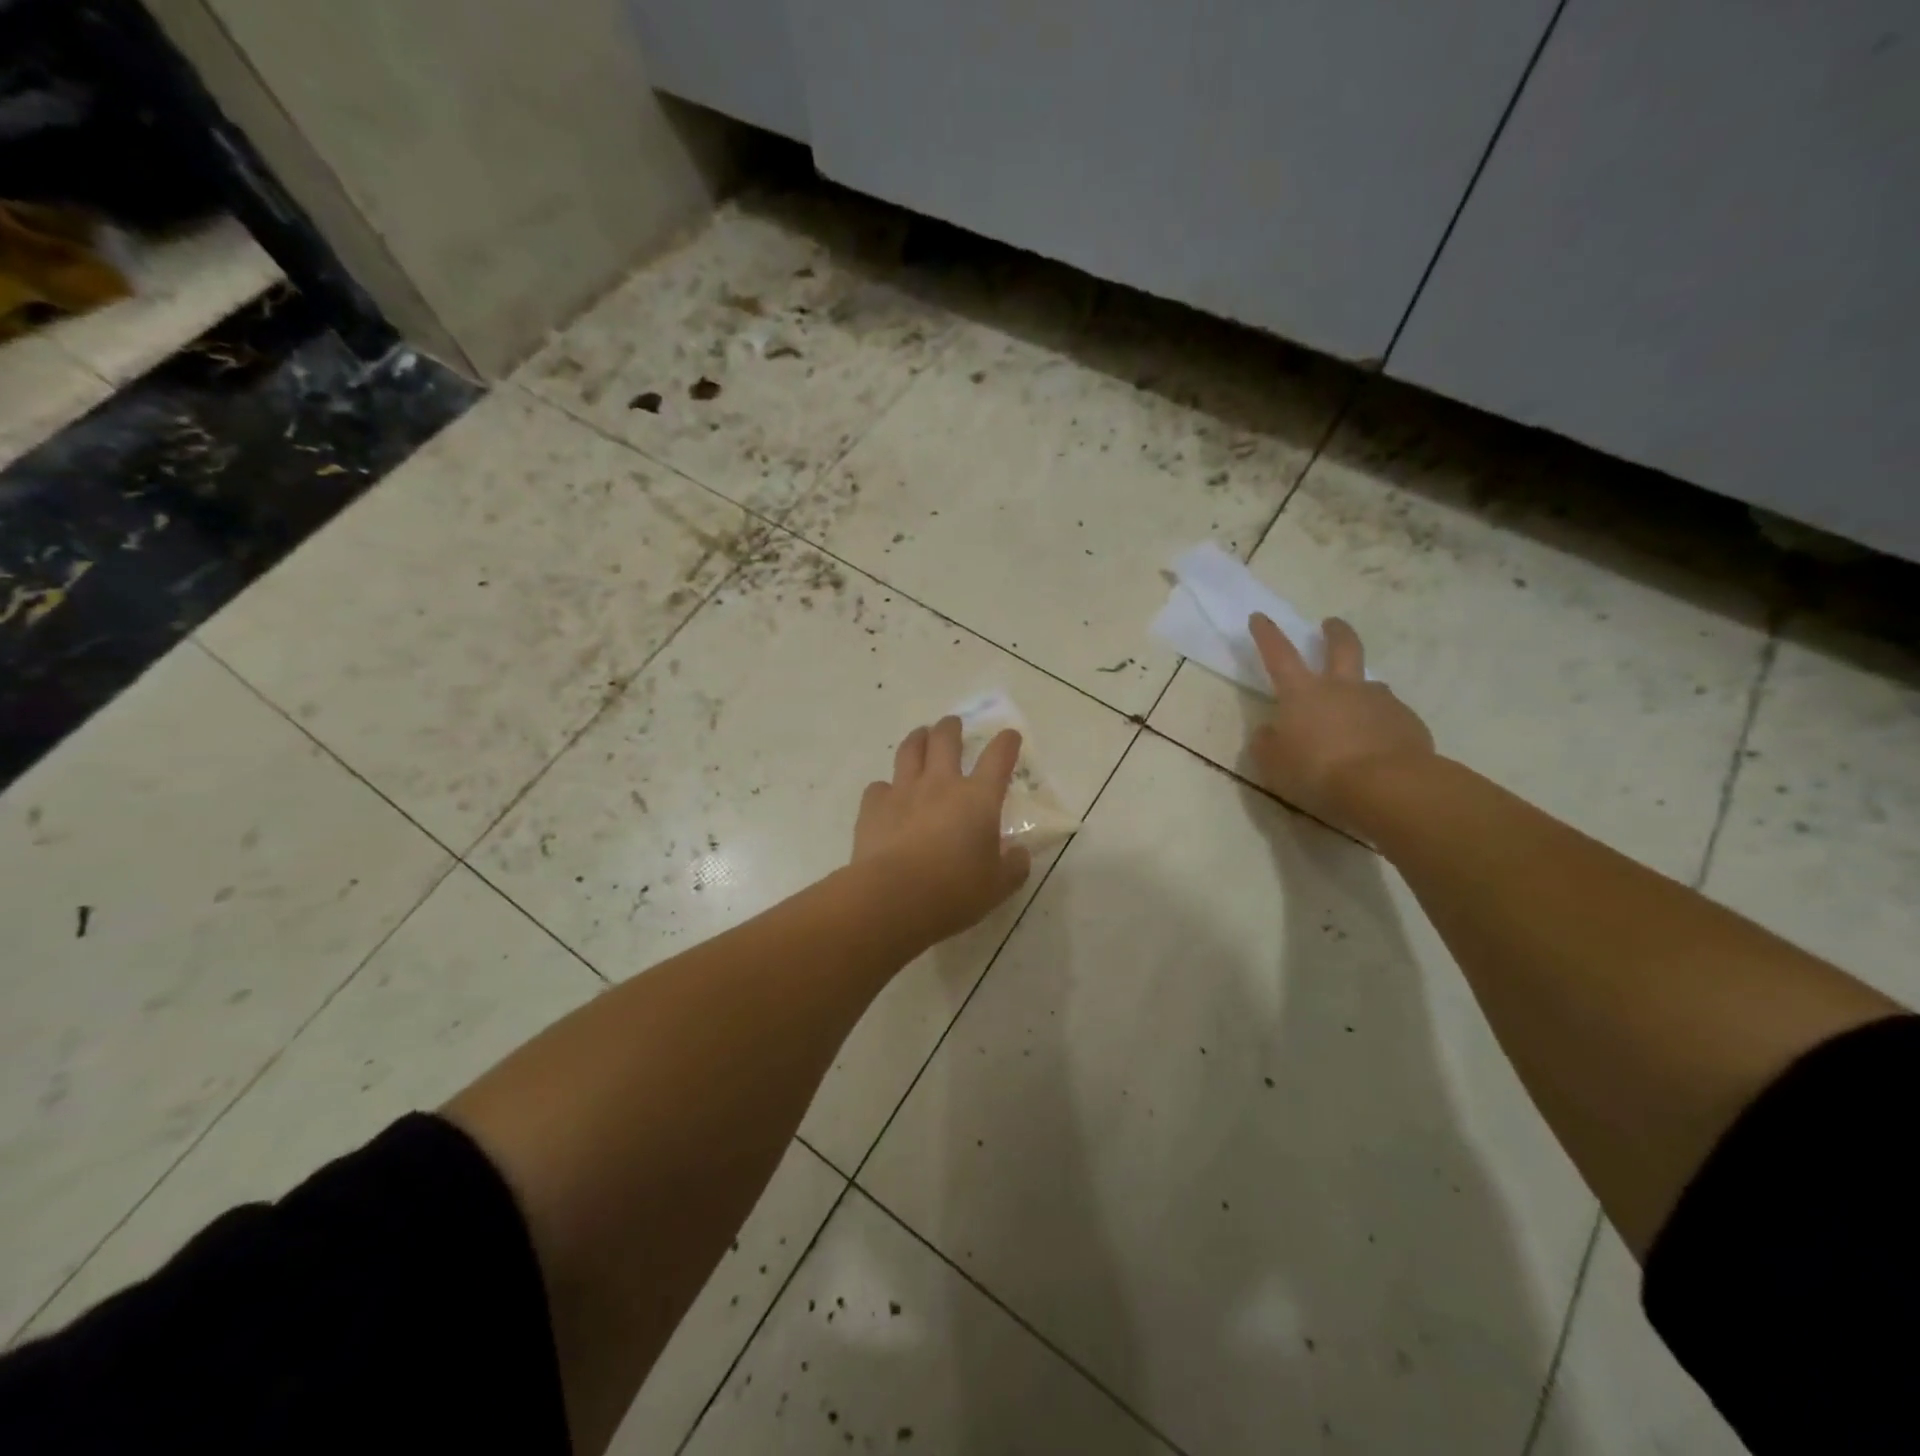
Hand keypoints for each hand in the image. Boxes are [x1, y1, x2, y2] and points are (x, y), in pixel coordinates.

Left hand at [852, 716, 1032, 944]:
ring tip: (920, 736)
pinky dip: (885, 788)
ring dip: (918, 738)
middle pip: (946, 739)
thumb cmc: (953, 891)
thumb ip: (1013, 867)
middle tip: (953, 725)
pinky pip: (879, 786)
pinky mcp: (873, 806)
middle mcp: (941, 784)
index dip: (1006, 743)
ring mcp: (903, 791)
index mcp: (978, 798)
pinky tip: (887, 796)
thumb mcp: (997, 886)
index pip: (998, 757)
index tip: (1009, 736)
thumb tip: (1018, 854)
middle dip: (952, 727)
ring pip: (910, 750)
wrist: (893, 897)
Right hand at [1247, 614, 1434, 838]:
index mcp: (1302, 694)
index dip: (1267, 635)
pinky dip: (1380, 725)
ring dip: (1361, 689)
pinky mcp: (1408, 722)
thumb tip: (1270, 731)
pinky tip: (1378, 747)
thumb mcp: (1273, 764)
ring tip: (1356, 711)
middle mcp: (1342, 688)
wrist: (1387, 786)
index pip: (1279, 655)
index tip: (1259, 617)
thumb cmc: (1318, 772)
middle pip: (1341, 647)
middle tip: (1331, 624)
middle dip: (1334, 633)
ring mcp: (1379, 702)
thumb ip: (1267, 743)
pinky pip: (1389, 717)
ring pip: (1370, 685)